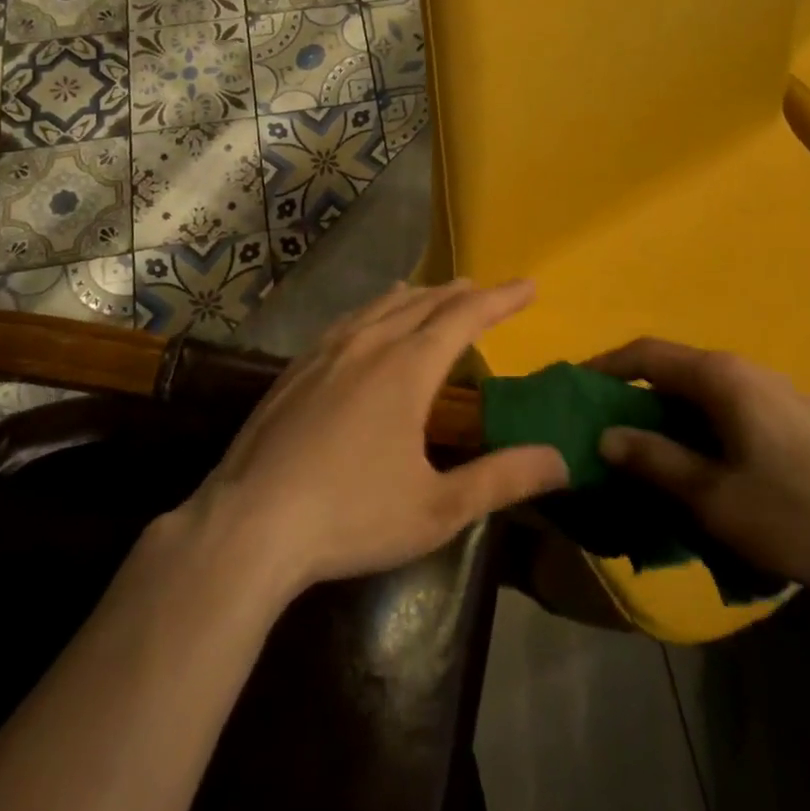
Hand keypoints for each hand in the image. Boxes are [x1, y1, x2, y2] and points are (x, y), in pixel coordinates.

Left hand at [175, 280, 568, 597]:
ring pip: (382, 306)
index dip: (501, 299)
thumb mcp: (437, 509)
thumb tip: (560, 459)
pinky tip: (367, 322)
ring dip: (418, 296)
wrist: (249, 524)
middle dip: (461, 294)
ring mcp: (327, 351)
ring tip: (434, 293)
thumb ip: (502, 479)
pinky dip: (375, 310)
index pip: (466, 317)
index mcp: (408, 368)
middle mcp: (370, 343)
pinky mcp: (296, 368)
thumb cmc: (351, 516)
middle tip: (485, 291)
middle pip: (425, 303)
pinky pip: (348, 320)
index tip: (529, 286)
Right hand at [593, 340, 809, 589]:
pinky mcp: (790, 422)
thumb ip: (655, 461)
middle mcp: (741, 372)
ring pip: (698, 399)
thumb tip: (606, 436)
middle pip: (670, 374)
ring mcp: (770, 395)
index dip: (604, 368)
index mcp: (718, 376)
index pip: (644, 353)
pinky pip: (724, 416)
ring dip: (665, 424)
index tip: (572, 391)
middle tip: (602, 438)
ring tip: (642, 463)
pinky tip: (695, 476)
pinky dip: (696, 436)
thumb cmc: (799, 511)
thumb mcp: (715, 496)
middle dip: (632, 402)